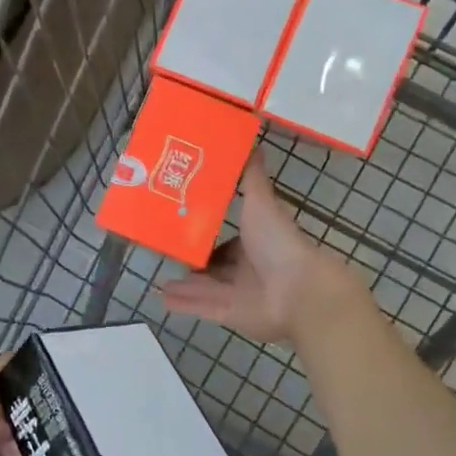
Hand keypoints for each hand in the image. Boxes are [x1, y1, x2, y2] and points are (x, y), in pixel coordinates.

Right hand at [162, 153, 351, 342]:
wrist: (299, 291)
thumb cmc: (279, 242)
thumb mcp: (262, 202)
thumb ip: (252, 177)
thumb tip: (252, 141)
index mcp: (256, 241)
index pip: (229, 238)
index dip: (208, 231)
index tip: (181, 221)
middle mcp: (248, 267)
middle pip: (215, 265)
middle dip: (193, 261)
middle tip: (164, 250)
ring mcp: (239, 293)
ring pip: (206, 287)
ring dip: (184, 283)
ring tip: (157, 276)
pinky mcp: (230, 314)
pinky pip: (202, 307)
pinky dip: (183, 303)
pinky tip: (160, 298)